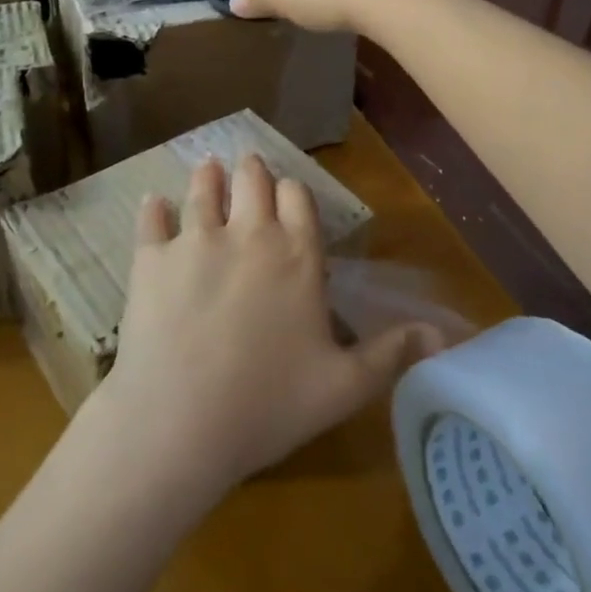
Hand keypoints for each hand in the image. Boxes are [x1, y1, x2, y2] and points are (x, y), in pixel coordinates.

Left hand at [100, 155, 443, 492]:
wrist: (179, 422)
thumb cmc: (268, 405)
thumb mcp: (344, 387)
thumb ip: (390, 354)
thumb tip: (439, 334)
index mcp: (297, 256)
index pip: (299, 197)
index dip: (293, 192)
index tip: (287, 195)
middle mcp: (248, 234)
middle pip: (252, 179)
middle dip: (253, 172)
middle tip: (248, 171)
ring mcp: (195, 241)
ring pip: (204, 188)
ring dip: (209, 176)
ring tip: (209, 169)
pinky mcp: (151, 258)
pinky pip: (152, 218)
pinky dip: (154, 208)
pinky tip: (154, 202)